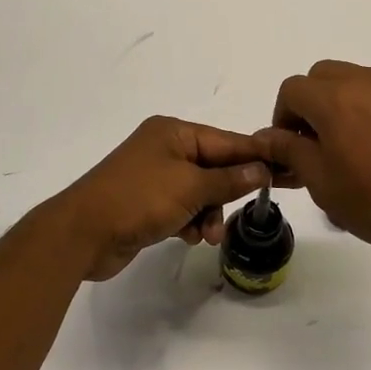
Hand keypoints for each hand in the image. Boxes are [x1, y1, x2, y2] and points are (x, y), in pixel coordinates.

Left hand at [45, 117, 272, 281]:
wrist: (82, 233)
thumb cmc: (138, 199)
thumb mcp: (190, 187)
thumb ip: (229, 180)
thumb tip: (262, 169)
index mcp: (174, 132)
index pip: (227, 141)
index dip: (258, 156)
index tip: (289, 166)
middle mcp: (165, 148)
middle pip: (215, 167)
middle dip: (229, 191)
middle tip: (256, 207)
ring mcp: (154, 176)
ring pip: (200, 192)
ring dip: (209, 213)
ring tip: (208, 235)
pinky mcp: (146, 203)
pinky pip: (182, 207)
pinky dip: (190, 221)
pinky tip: (188, 237)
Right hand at [259, 60, 370, 268]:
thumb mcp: (323, 184)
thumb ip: (290, 151)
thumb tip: (267, 136)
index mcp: (336, 99)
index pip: (292, 89)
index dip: (283, 118)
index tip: (293, 148)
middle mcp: (369, 80)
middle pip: (325, 75)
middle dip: (313, 103)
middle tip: (321, 143)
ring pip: (361, 80)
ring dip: (348, 104)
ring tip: (362, 149)